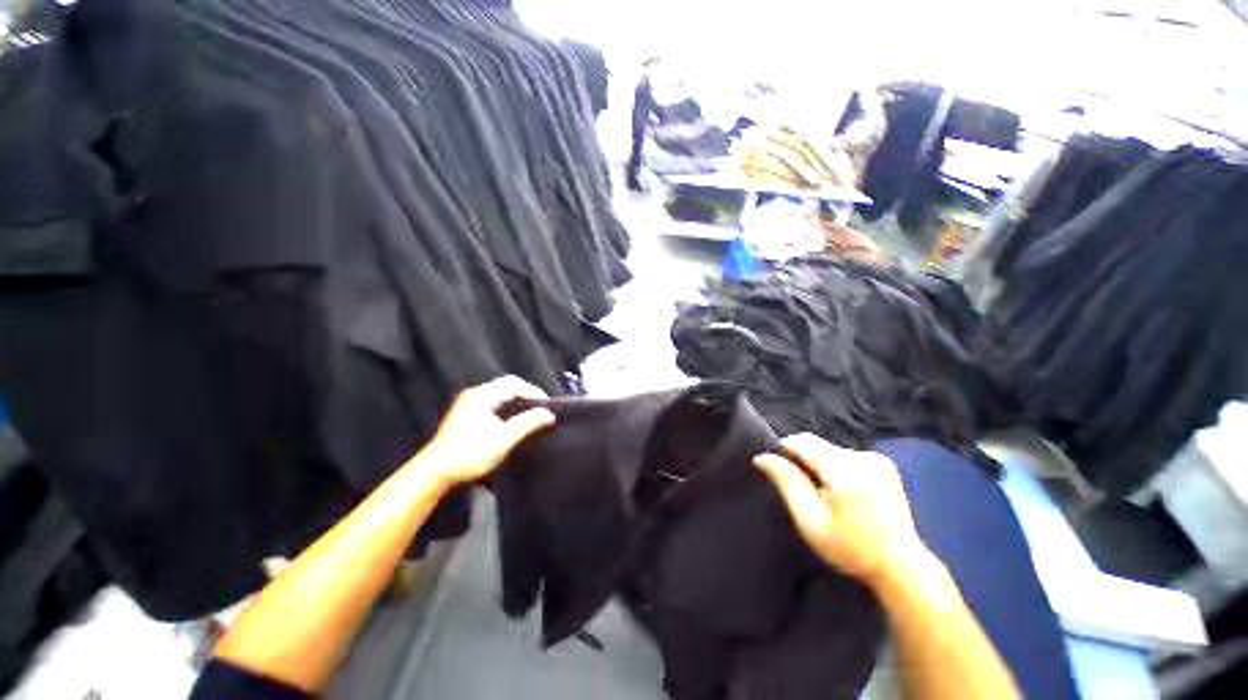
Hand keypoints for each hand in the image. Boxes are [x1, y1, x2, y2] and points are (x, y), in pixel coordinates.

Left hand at [418, 376, 555, 488]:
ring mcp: (466, 405)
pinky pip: (491, 404)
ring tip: (529, 415)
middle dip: (525, 395)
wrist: (434, 473)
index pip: (514, 383)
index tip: (546, 405)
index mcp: (482, 395)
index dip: (533, 391)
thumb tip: (549, 414)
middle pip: (505, 386)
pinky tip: (510, 422)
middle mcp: (473, 395)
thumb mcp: (504, 439)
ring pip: (498, 395)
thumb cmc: (470, 454)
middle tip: (540, 409)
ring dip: (515, 402)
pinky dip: (505, 408)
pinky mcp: (464, 416)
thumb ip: (528, 423)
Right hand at [754, 434, 929, 589]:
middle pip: (817, 445)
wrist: (902, 567)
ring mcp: (877, 460)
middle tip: (800, 488)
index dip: (784, 450)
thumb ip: (787, 482)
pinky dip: (835, 467)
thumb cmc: (851, 548)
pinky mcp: (885, 465)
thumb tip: (762, 457)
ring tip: (821, 493)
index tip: (776, 469)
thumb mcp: (811, 520)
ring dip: (819, 463)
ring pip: (830, 450)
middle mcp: (862, 457)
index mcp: (845, 469)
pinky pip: (847, 456)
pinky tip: (841, 492)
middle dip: (802, 459)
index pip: (802, 441)